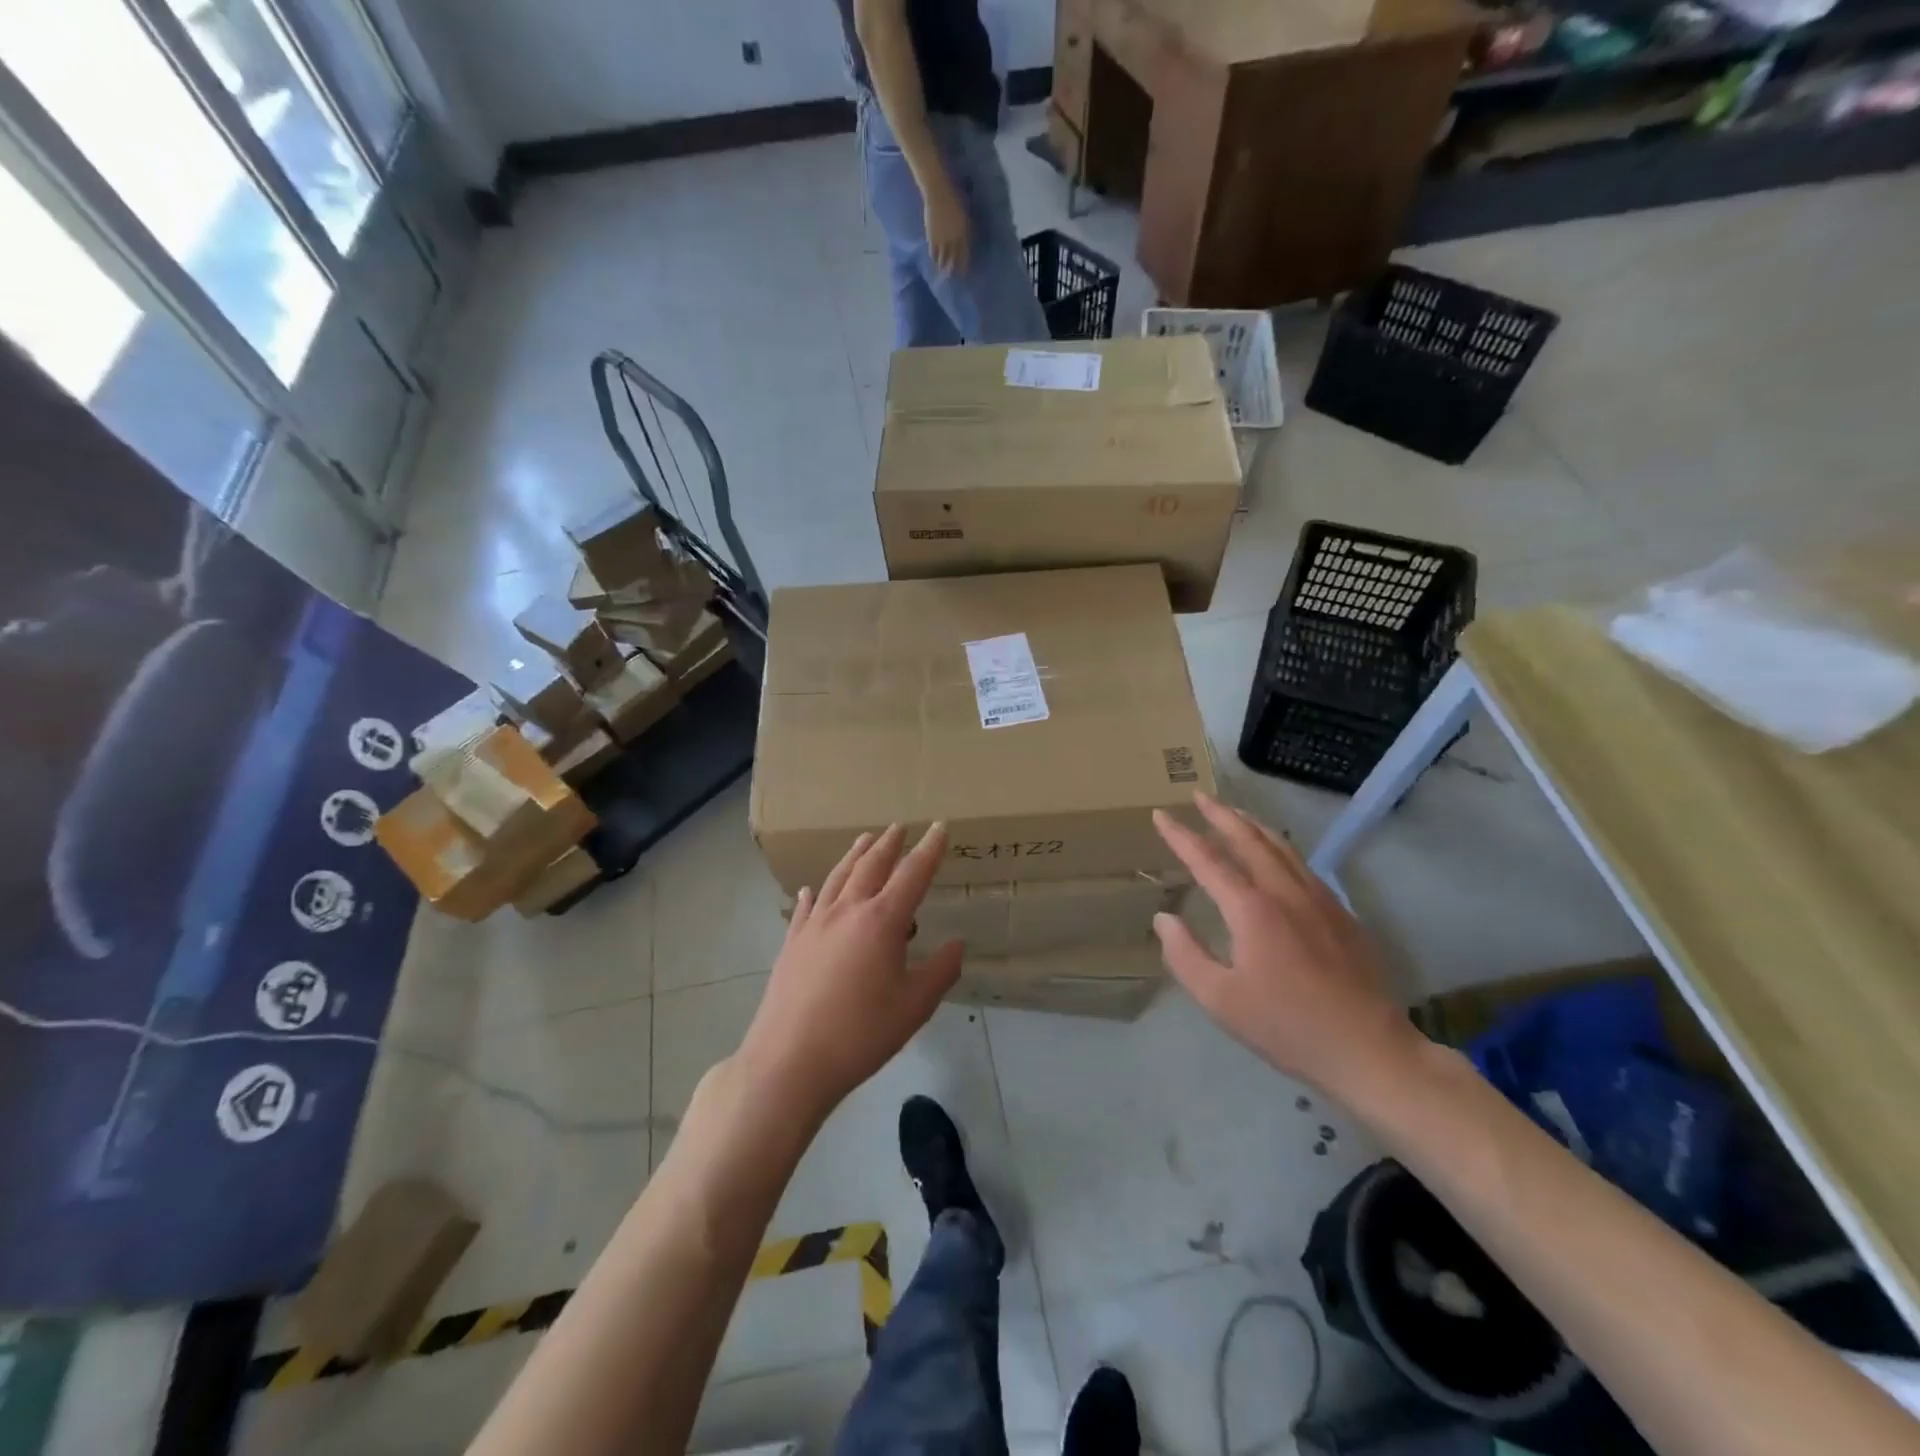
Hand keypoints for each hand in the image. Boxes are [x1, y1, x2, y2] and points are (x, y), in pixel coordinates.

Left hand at [736, 824, 961, 1120]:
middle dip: (889, 844)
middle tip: (899, 827)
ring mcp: (815, 925)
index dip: (929, 850)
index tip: (940, 827)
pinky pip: (806, 907)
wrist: (790, 1061)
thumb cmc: (861, 1034)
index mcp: (882, 921)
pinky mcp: (792, 944)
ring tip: (865, 840)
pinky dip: (815, 893)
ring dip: (854, 856)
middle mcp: (847, 911)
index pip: (912, 874)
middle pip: (871, 866)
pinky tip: (812, 890)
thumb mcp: (914, 1006)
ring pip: (838, 878)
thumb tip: (956, 945)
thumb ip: (940, 971)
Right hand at [923, 175, 970, 275]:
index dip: (963, 266)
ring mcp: (941, 239)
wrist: (937, 191)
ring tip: (943, 272)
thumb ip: (967, 229)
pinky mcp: (931, 236)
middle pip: (953, 260)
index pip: (964, 255)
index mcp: (963, 233)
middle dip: (953, 270)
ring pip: (942, 259)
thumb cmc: (954, 197)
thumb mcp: (965, 214)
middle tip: (953, 277)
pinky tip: (934, 261)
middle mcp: (953, 239)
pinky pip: (933, 252)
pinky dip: (934, 258)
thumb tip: (968, 240)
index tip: (964, 274)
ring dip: (943, 267)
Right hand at [1151, 794, 1419, 1099]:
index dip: (1181, 836)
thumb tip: (1165, 918)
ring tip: (1234, 813)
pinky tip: (1278, 855)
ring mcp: (1320, 900)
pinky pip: (1304, 866)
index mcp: (1252, 910)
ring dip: (1252, 825)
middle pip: (1249, 840)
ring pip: (1281, 847)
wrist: (1369, 1050)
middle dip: (1221, 814)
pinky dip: (1280, 847)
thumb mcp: (1220, 1000)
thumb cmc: (1287, 1027)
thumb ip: (1185, 956)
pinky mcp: (1342, 914)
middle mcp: (1286, 893)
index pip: (1208, 860)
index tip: (1161, 815)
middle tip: (1199, 796)